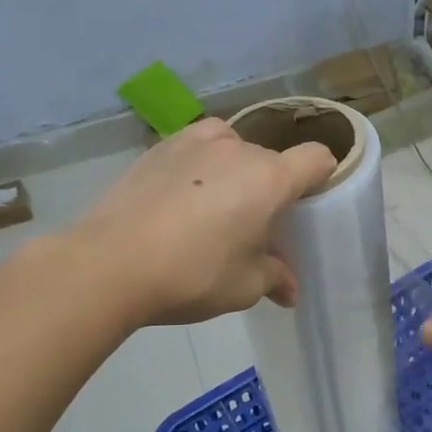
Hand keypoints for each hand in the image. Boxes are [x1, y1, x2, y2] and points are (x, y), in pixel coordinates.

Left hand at [75, 118, 335, 326]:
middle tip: (253, 226)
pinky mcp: (158, 148)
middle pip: (270, 159)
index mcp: (270, 177)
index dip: (322, 176)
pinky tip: (178, 200)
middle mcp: (238, 148)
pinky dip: (197, 167)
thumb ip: (275, 278)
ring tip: (213, 206)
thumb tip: (290, 290)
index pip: (316, 158)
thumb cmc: (193, 274)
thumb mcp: (245, 286)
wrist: (110, 263)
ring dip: (233, 171)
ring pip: (231, 148)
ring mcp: (193, 142)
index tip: (309, 202)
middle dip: (270, 187)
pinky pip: (194, 149)